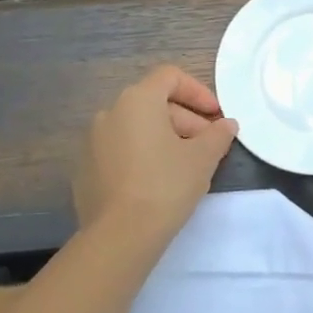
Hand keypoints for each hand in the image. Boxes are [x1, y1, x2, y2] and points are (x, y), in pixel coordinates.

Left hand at [73, 66, 238, 239]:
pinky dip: (142, 157)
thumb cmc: (166, 185)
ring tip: (186, 167)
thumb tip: (226, 125)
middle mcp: (110, 113)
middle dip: (186, 121)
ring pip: (137, 129)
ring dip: (165, 139)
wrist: (119, 236)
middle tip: (208, 147)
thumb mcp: (204, 157)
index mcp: (137, 100)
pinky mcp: (85, 170)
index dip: (198, 92)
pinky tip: (158, 184)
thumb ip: (218, 134)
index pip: (170, 77)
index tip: (216, 116)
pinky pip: (121, 151)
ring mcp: (92, 142)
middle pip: (155, 103)